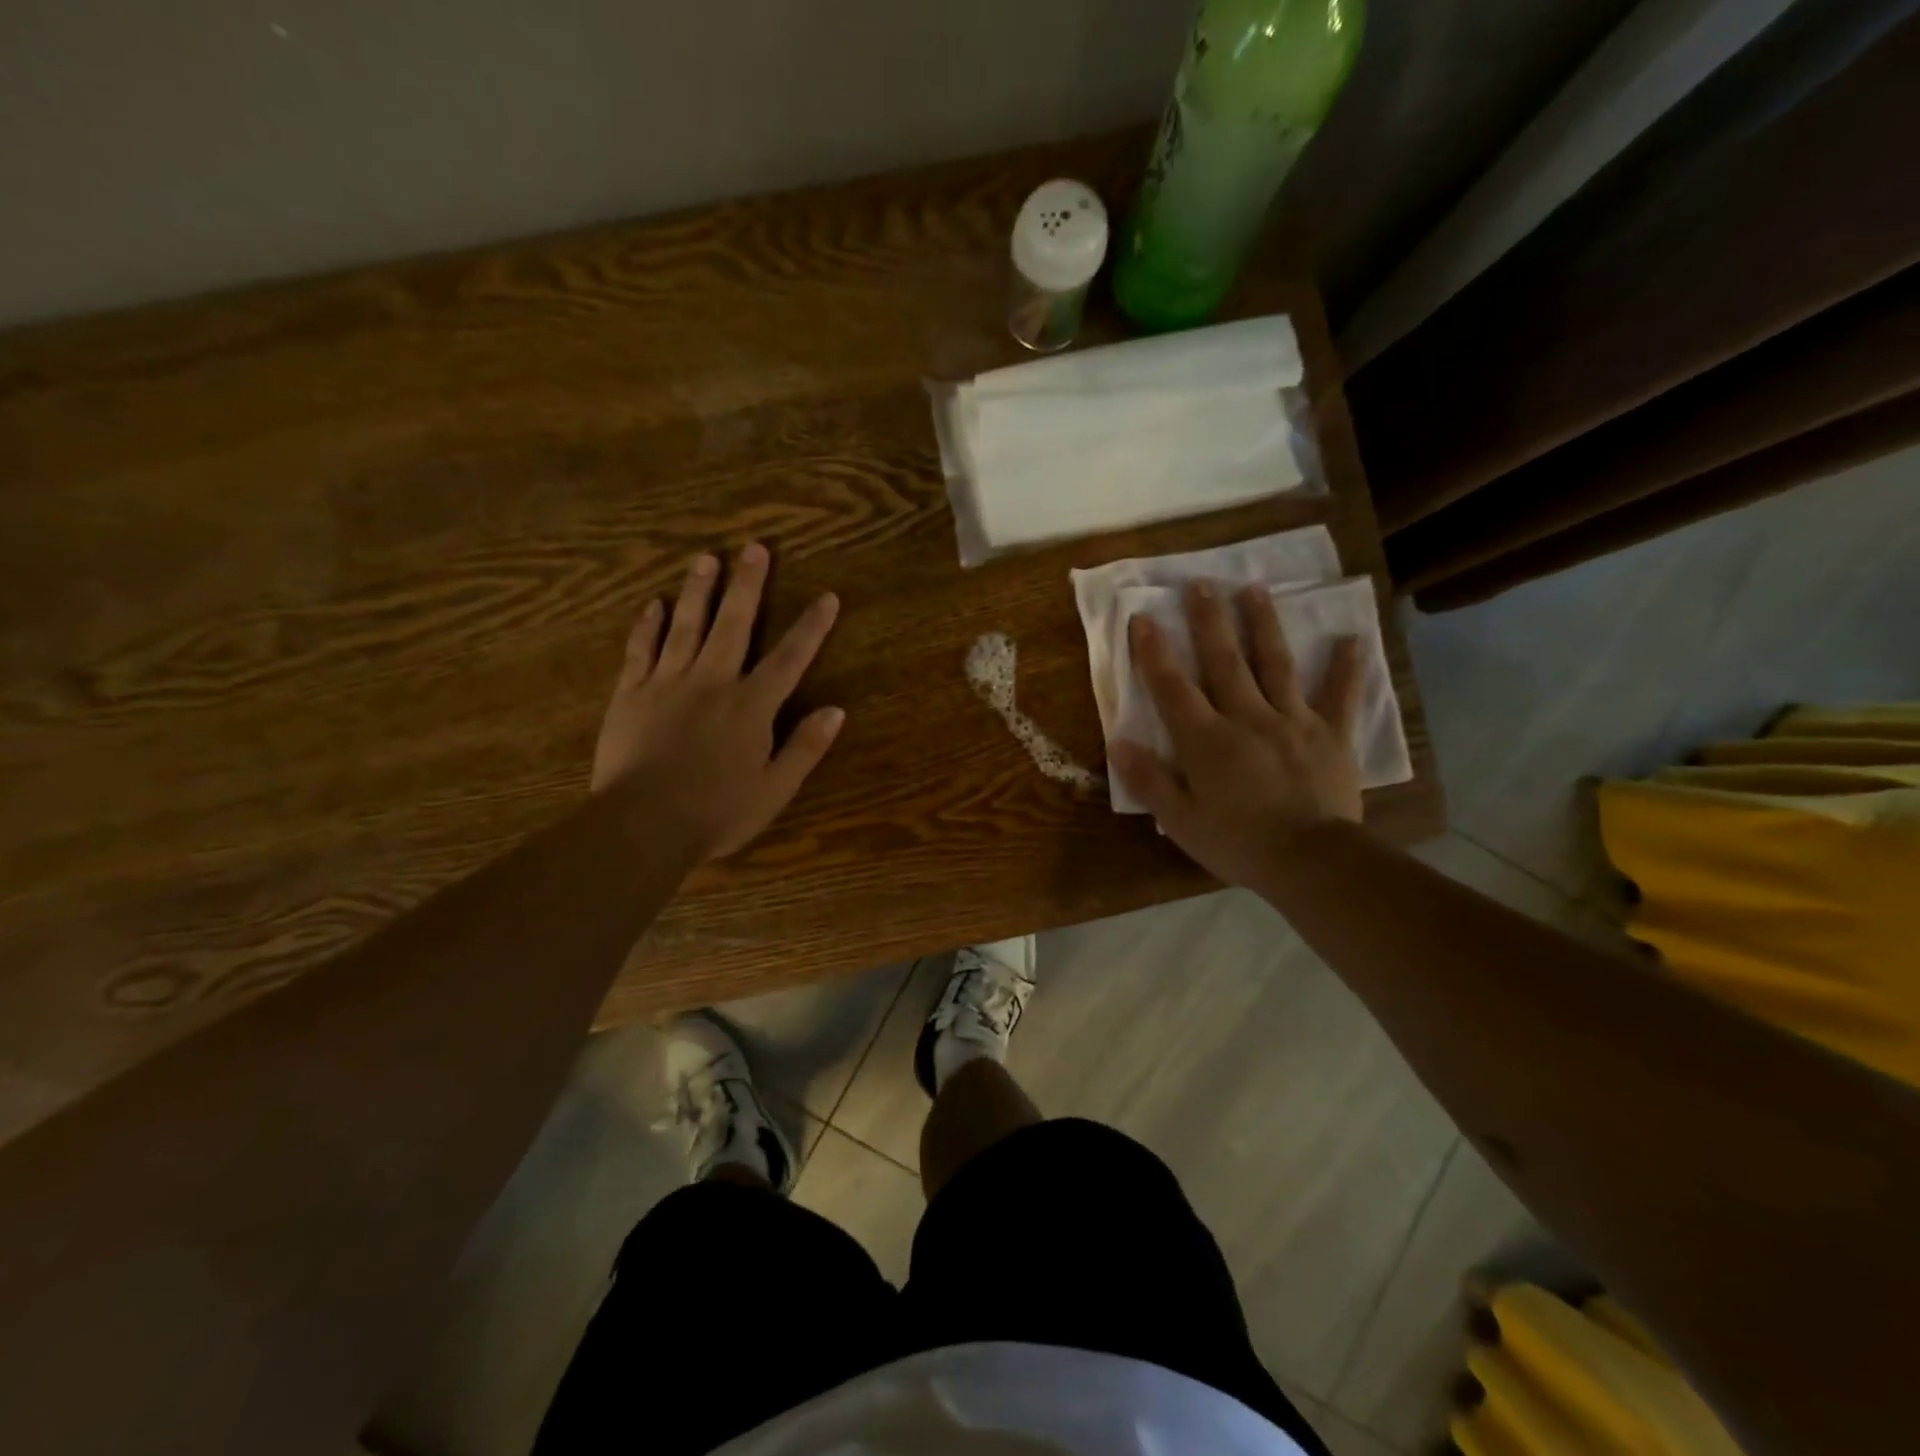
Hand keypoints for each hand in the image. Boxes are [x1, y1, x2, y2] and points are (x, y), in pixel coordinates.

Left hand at [591, 543, 842, 861]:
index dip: (811, 627)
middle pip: (734, 625)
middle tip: (755, 548)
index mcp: (751, 706)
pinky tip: (654, 603)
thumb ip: (805, 747)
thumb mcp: (774, 789)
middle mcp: (712, 682)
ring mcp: (667, 683)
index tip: (827, 596)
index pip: (789, 658)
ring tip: (706, 558)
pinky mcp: (631, 694)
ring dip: (699, 591)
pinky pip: (640, 650)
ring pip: (686, 626)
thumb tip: (836, 710)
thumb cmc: (716, 813)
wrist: (642, 825)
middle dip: (748, 585)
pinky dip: (648, 625)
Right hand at [1109, 580, 1363, 889]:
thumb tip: (1118, 742)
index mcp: (1206, 740)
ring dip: (1263, 624)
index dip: (1154, 652)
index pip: (1172, 688)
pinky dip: (1347, 667)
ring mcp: (1293, 721)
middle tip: (1200, 584)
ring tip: (1254, 589)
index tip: (1143, 617)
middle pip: (1224, 661)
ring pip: (1275, 664)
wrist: (1311, 862)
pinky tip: (1353, 639)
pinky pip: (1340, 695)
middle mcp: (1247, 717)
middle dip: (1208, 621)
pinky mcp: (1332, 734)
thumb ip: (1149, 780)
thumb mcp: (1181, 822)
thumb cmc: (1238, 844)